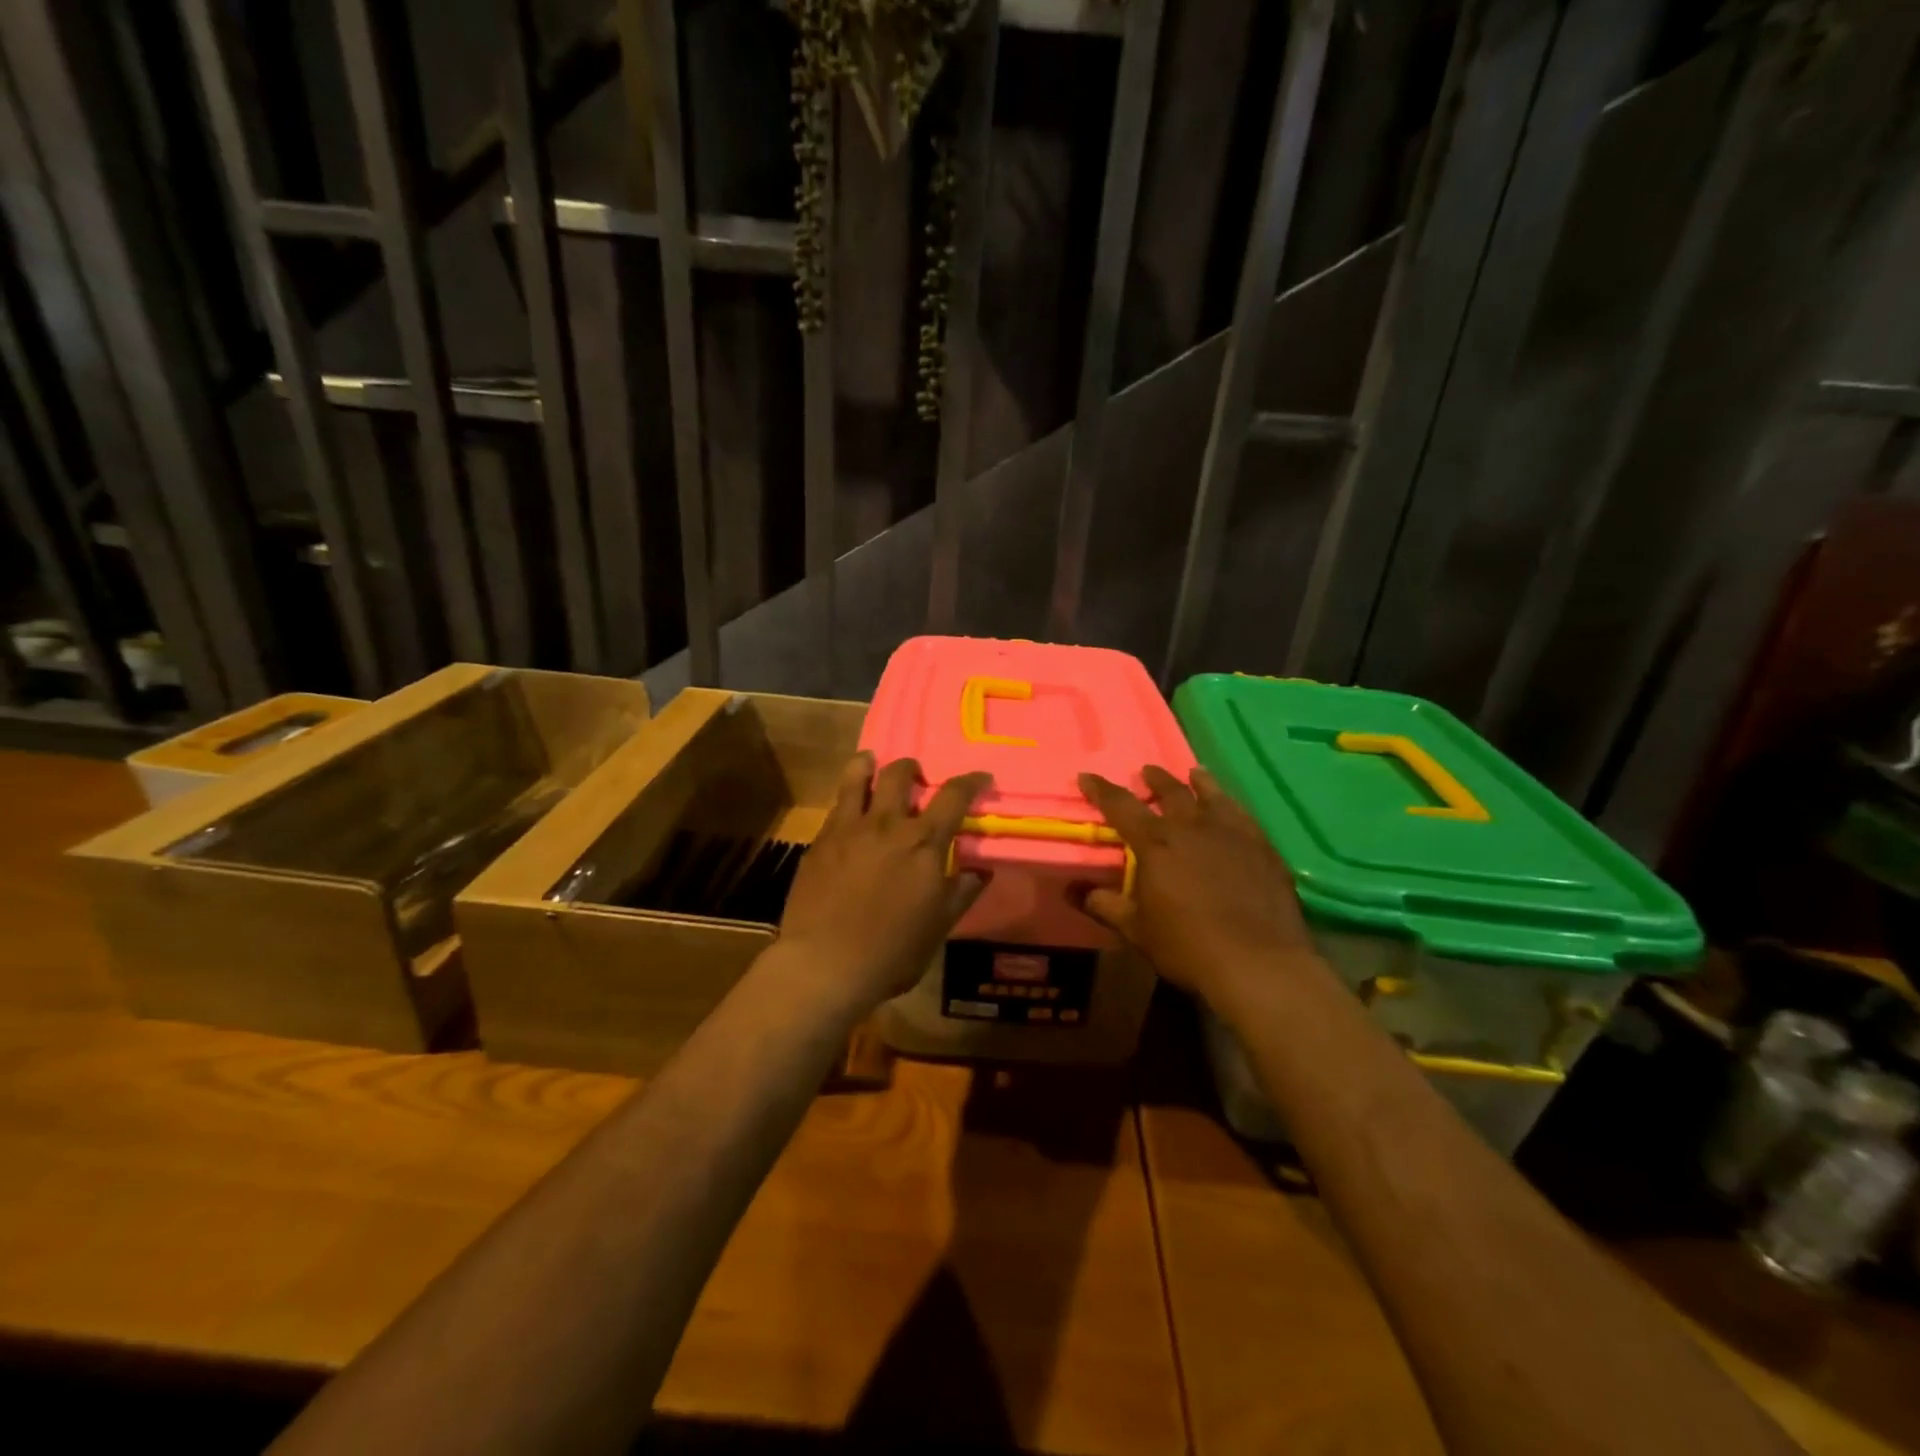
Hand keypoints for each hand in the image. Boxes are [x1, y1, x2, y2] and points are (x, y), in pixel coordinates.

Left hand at [774, 753, 992, 1012]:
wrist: (824, 964)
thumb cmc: (891, 952)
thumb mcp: (938, 927)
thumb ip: (961, 892)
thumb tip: (980, 870)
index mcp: (924, 843)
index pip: (954, 796)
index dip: (971, 781)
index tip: (980, 778)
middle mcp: (887, 824)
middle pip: (900, 774)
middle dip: (913, 768)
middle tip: (917, 779)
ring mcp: (848, 828)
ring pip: (858, 775)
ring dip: (870, 764)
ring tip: (873, 766)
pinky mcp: (820, 840)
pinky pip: (836, 805)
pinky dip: (847, 797)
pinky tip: (849, 811)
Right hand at [1078, 766, 1317, 1013]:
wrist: (1258, 962)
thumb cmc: (1187, 946)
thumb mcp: (1136, 930)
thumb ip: (1104, 905)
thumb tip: (1071, 889)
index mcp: (1155, 844)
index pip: (1121, 806)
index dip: (1101, 790)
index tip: (1087, 777)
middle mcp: (1192, 827)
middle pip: (1171, 792)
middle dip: (1155, 780)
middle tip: (1147, 771)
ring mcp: (1232, 834)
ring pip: (1212, 796)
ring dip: (1199, 782)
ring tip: (1194, 773)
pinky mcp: (1263, 848)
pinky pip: (1243, 815)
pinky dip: (1231, 805)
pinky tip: (1232, 809)